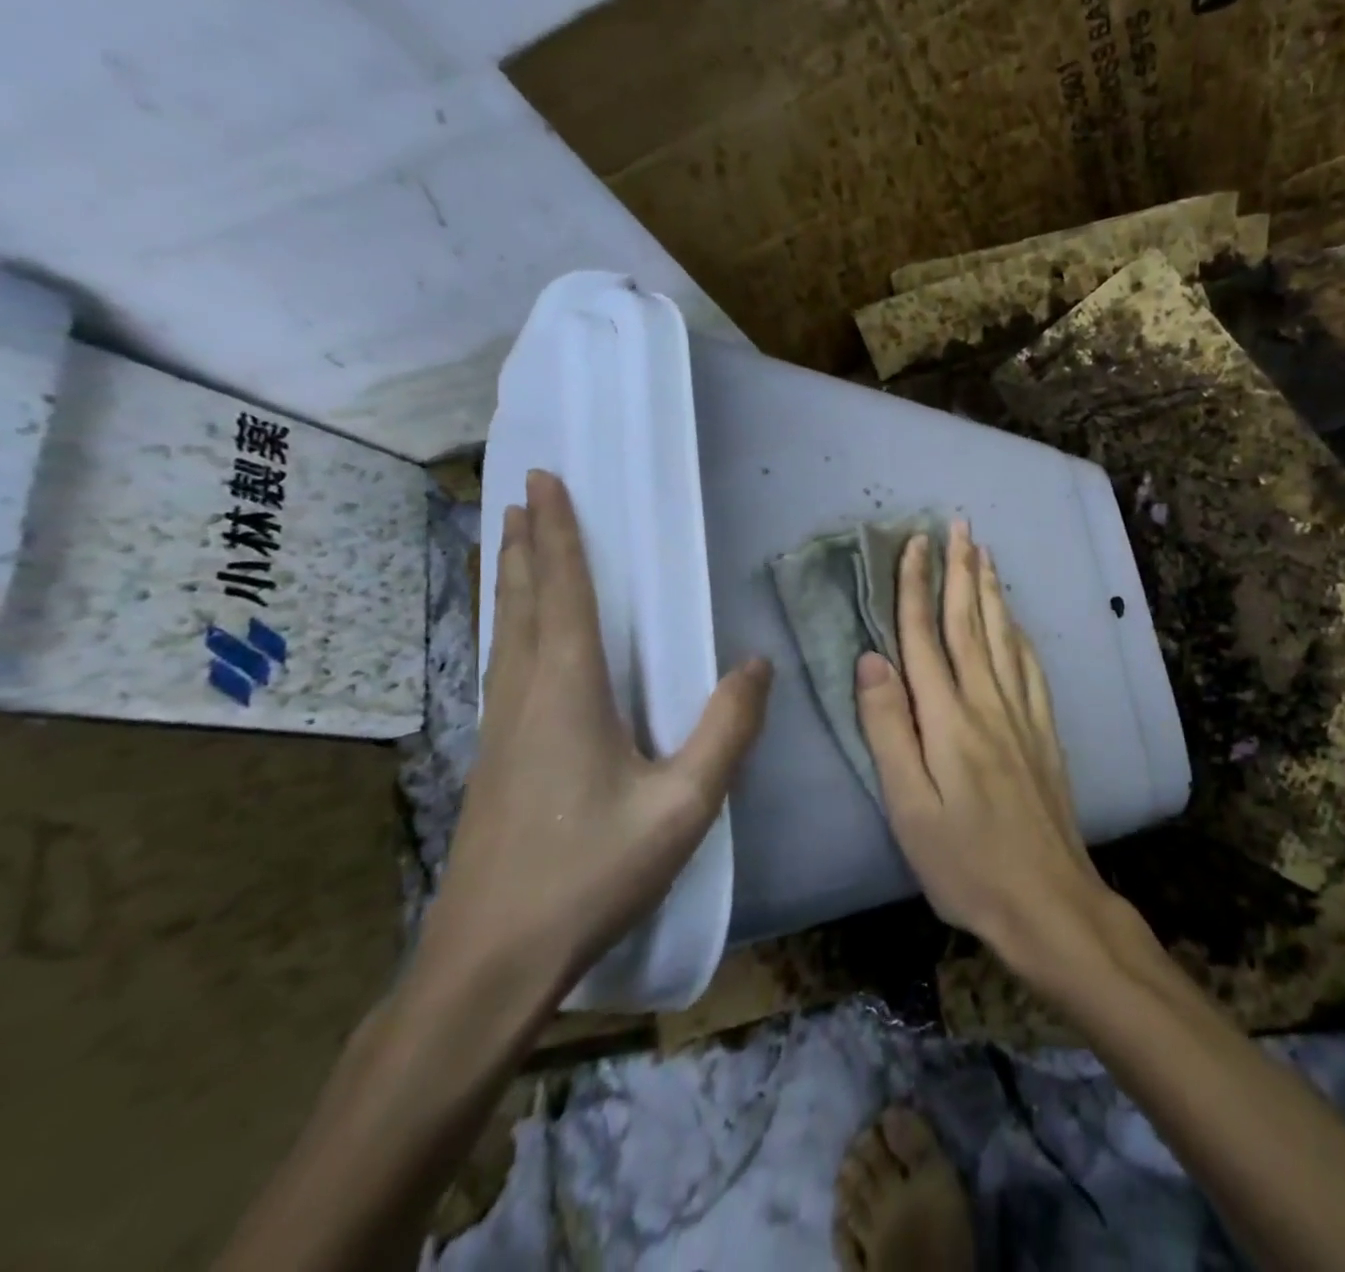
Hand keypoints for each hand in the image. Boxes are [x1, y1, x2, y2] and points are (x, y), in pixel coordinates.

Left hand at [422, 470, 770, 1007]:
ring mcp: (500, 728)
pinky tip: (517, 639)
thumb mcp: (684, 804)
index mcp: (567, 691)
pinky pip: (503, 664)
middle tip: (521, 497)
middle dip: (524, 544)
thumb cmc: (592, 873)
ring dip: (510, 580)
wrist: (490, 960)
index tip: (544, 482)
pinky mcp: (494, 758)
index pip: (562, 592)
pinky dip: (508, 625)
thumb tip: (756, 663)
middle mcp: (525, 696)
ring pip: (504, 632)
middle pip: (521, 602)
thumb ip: (726, 729)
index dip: (556, 534)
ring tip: (508, 544)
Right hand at [854, 519, 1120, 978]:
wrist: (1049, 899)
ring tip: (985, 554)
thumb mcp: (909, 806)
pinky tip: (1017, 623)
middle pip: (969, 623)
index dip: (916, 587)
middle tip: (958, 525)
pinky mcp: (1044, 733)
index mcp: (948, 718)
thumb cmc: (965, 863)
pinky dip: (1019, 633)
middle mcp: (988, 703)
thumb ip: (888, 729)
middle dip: (961, 570)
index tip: (913, 543)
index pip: (924, 637)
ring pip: (1003, 636)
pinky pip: (1030, 667)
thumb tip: (870, 660)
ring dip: (991, 591)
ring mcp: (1022, 715)